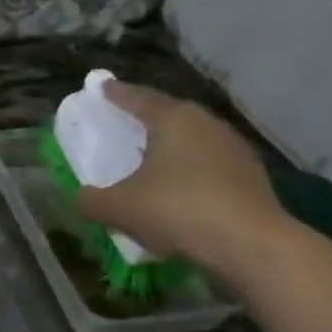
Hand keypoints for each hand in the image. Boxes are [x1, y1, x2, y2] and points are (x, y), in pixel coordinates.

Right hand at [76, 81, 287, 275]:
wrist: (251, 245)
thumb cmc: (178, 211)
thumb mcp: (120, 209)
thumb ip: (92, 200)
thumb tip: (80, 198)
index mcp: (173, 119)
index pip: (138, 98)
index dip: (116, 94)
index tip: (102, 87)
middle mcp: (206, 124)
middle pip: (170, 116)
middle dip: (146, 121)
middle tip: (126, 126)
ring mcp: (234, 149)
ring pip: (193, 142)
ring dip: (171, 150)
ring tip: (152, 164)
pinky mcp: (251, 177)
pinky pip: (210, 168)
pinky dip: (191, 174)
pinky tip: (182, 195)